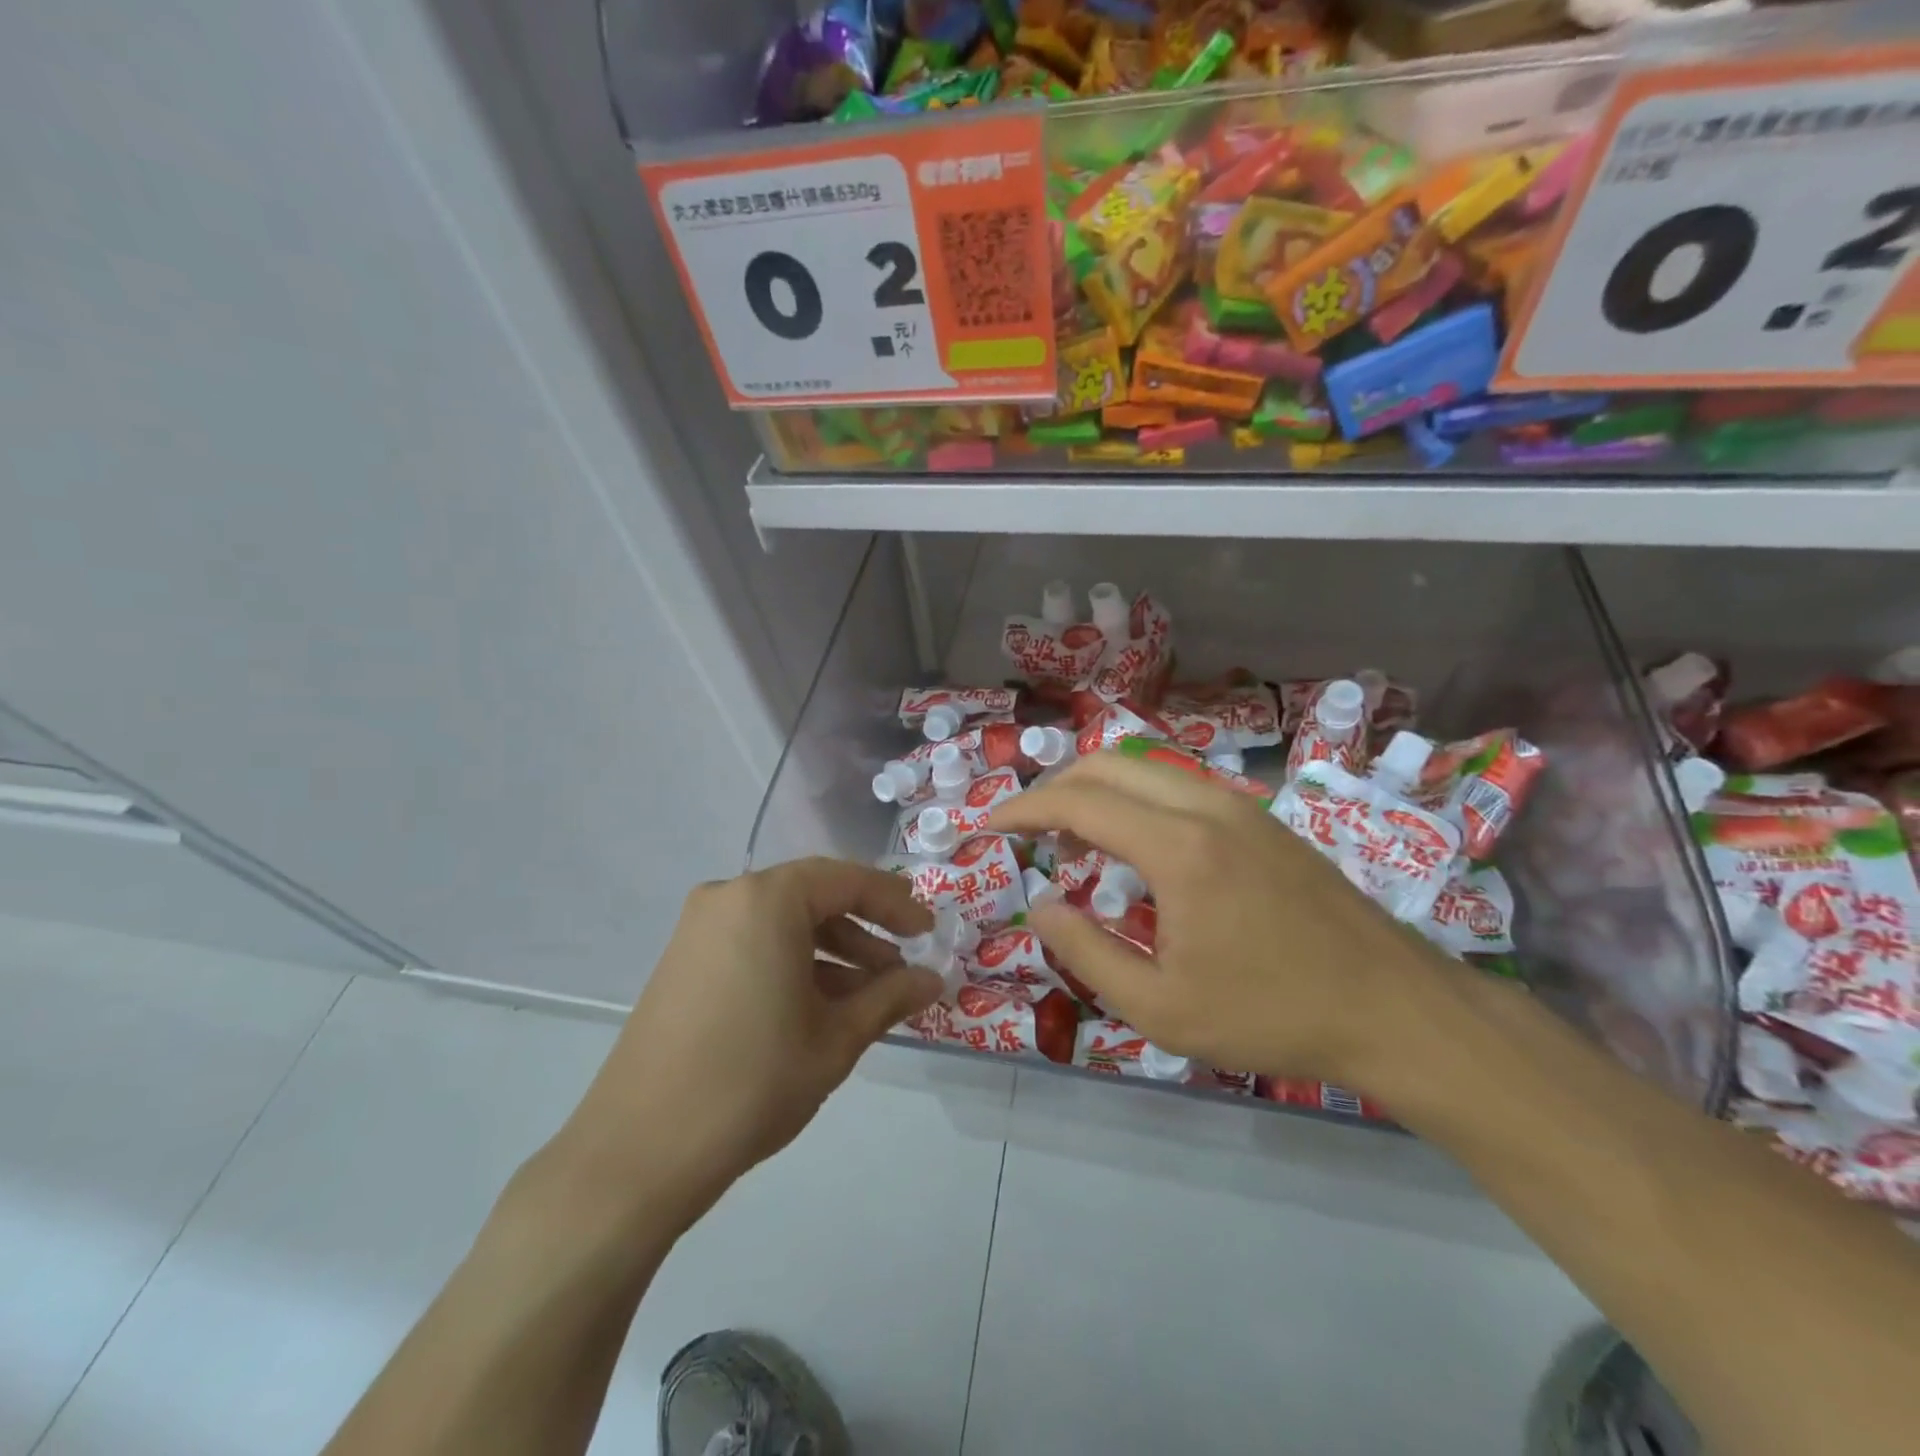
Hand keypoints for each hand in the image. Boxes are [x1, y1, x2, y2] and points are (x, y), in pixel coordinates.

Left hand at [545, 859, 938, 1231]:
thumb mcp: (836, 1038)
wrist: (638, 1152)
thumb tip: (932, 979)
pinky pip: (753, 944)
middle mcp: (728, 898)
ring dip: (831, 951)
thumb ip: (890, 998)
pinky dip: (793, 964)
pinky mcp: (683, 963)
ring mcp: (699, 930)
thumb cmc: (752, 1081)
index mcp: (766, 899)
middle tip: (902, 969)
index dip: (896, 904)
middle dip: (864, 931)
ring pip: (783, 923)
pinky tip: (820, 1007)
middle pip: (813, 897)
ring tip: (869, 996)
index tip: (929, 933)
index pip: (847, 880)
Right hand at [987, 751, 1448, 1084]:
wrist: (1392, 1007)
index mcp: (1179, 848)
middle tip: (1023, 829)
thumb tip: (1040, 904)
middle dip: (1053, 789)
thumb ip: (1085, 951)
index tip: (988, 825)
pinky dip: (1134, 798)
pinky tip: (1132, 844)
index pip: (1080, 802)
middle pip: (1108, 766)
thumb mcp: (1159, 1008)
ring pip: (1145, 768)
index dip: (1024, 809)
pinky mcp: (1261, 818)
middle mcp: (1206, 806)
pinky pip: (1177, 785)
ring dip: (1096, 789)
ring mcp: (1240, 806)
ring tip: (1069, 835)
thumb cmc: (1271, 1014)